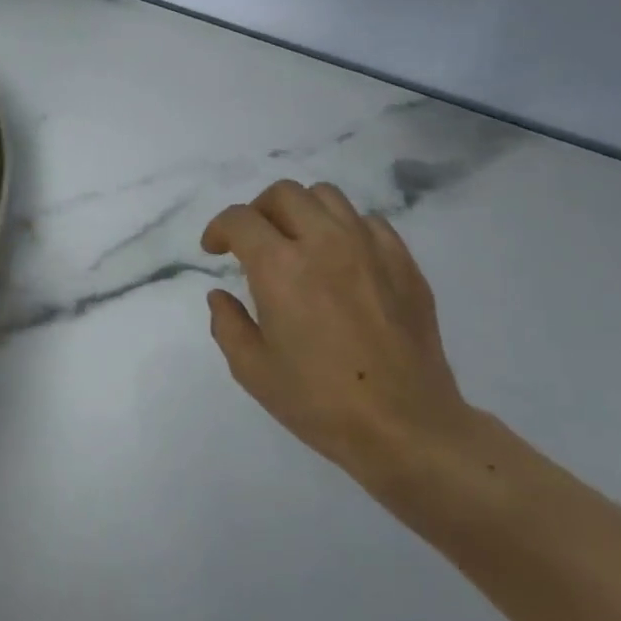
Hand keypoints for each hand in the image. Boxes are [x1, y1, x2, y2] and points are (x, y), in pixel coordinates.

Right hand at [201, 180, 477, 499]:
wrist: (405, 427)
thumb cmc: (319, 401)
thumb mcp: (252, 370)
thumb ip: (227, 324)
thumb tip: (220, 296)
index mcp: (280, 267)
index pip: (240, 219)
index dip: (218, 229)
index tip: (215, 250)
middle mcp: (324, 243)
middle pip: (284, 194)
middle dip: (258, 211)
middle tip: (253, 242)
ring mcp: (370, 248)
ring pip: (328, 196)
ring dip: (302, 212)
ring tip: (298, 243)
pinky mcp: (404, 263)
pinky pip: (369, 222)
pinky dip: (345, 228)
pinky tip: (342, 259)